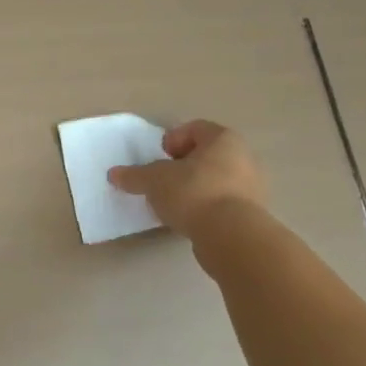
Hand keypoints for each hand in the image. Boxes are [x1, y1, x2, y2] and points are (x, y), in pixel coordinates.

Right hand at [108, 119, 267, 241]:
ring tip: (173, 203)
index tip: (159, 157)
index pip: (195, 128)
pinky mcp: (252, 214)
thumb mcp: (154, 180)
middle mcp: (243, 157)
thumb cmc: (193, 192)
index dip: (173, 139)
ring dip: (194, 187)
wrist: (231, 236)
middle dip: (183, 165)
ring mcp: (252, 187)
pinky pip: (223, 203)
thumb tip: (114, 174)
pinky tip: (189, 219)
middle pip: (207, 154)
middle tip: (163, 178)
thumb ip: (134, 175)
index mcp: (223, 139)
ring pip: (216, 179)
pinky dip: (205, 207)